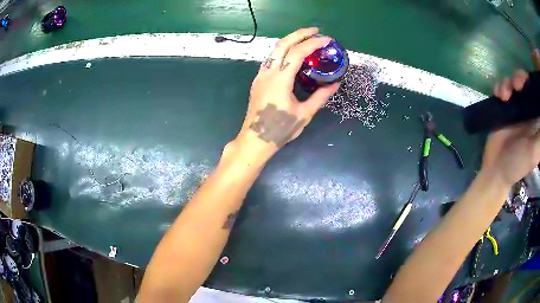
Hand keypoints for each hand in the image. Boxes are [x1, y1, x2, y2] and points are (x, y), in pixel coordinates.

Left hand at [231, 28, 339, 161]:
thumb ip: (321, 96)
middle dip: (299, 34)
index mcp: (280, 80)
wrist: (256, 139)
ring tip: (306, 39)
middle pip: (282, 44)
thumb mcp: (305, 113)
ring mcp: (261, 75)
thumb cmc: (281, 129)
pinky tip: (293, 54)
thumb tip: (335, 83)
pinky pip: (271, 59)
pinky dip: (283, 51)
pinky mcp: (258, 80)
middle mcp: (268, 73)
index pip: (297, 53)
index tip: (327, 40)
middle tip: (316, 31)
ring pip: (274, 50)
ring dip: (290, 40)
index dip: (313, 43)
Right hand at [482, 69, 539, 186]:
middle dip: (519, 78)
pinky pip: (502, 87)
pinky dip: (499, 87)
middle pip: (524, 82)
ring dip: (507, 82)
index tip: (526, 84)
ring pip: (513, 81)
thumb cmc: (517, 163)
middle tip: (515, 86)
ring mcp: (515, 107)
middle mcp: (527, 109)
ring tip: (503, 96)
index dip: (530, 83)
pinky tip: (498, 95)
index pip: (534, 93)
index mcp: (535, 118)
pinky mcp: (504, 107)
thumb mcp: (533, 152)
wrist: (496, 170)